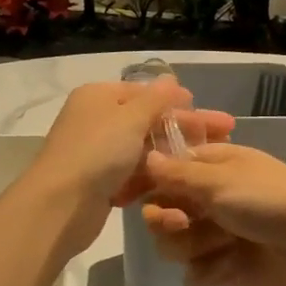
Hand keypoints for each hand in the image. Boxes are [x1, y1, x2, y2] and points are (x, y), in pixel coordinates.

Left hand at [26, 80, 235, 253]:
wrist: (60, 206)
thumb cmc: (97, 152)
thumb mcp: (130, 118)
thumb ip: (155, 99)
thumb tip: (171, 80)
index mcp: (98, 97)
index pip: (143, 92)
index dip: (175, 100)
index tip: (205, 110)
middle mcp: (96, 120)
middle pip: (147, 121)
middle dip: (184, 128)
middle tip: (225, 133)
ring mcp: (97, 153)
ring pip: (142, 150)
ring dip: (172, 154)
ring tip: (208, 161)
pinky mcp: (100, 183)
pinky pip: (132, 174)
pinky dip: (152, 176)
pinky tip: (181, 181)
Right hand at [139, 144, 285, 285]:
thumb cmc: (269, 199)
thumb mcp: (219, 179)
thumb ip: (177, 173)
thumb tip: (146, 156)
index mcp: (211, 167)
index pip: (163, 174)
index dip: (148, 187)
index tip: (134, 198)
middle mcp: (211, 199)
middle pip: (163, 213)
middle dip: (168, 222)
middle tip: (183, 224)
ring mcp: (220, 234)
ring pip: (177, 246)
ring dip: (192, 247)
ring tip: (220, 247)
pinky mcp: (230, 267)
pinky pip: (197, 273)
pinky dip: (208, 273)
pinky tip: (226, 269)